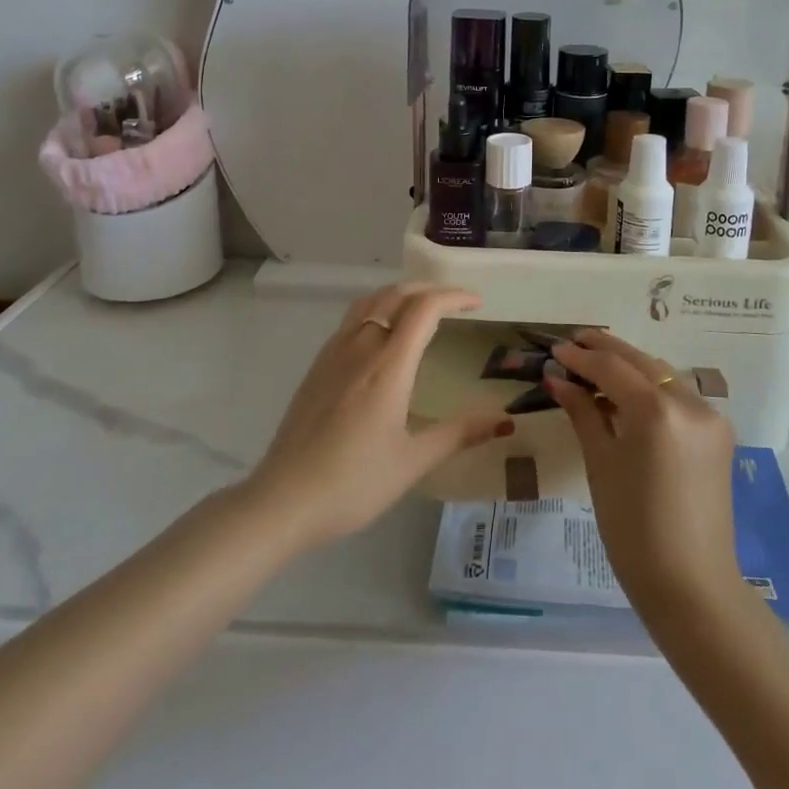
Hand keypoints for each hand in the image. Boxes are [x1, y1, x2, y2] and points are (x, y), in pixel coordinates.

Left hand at [244, 283, 513, 550]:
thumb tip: (504, 423)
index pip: (424, 308)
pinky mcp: (317, 366)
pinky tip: (381, 335)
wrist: (284, 499)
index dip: (454, 296)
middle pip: (396, 294)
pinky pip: (351, 319)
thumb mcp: (413, 462)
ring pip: (369, 301)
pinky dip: (376, 308)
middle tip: (455, 302)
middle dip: (429, 289)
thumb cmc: (354, 483)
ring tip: (420, 308)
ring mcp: (334, 353)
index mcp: (388, 365)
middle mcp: (361, 346)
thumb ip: (458, 435)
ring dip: (399, 294)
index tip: (478, 302)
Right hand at [547, 330, 740, 614]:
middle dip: (605, 350)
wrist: (691, 586)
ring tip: (595, 364)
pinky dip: (651, 387)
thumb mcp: (601, 465)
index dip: (580, 357)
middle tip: (573, 343)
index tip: (555, 350)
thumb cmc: (633, 530)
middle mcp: (689, 402)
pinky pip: (678, 395)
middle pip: (641, 362)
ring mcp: (709, 416)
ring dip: (629, 365)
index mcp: (657, 411)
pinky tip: (627, 393)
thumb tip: (558, 378)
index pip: (611, 368)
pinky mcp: (718, 432)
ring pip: (662, 374)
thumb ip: (583, 412)